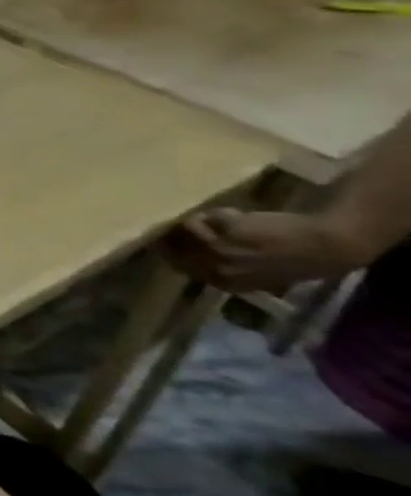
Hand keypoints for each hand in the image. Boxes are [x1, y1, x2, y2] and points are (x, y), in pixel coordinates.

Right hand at [167, 207, 359, 292]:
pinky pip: (209, 217)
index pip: (181, 267)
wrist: (328, 246)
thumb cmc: (302, 263)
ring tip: (211, 218)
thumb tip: (196, 262)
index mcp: (224, 282)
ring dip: (198, 222)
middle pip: (178, 247)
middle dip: (175, 236)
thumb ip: (229, 271)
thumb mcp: (262, 276)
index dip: (171, 254)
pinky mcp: (229, 228)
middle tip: (176, 226)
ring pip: (187, 228)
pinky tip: (235, 213)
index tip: (166, 243)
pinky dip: (219, 214)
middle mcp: (217, 267)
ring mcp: (221, 246)